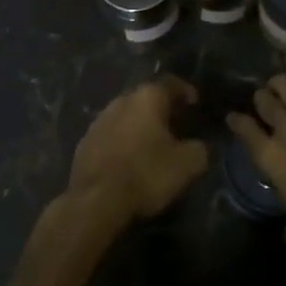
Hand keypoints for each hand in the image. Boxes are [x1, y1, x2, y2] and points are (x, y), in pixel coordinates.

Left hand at [67, 77, 208, 225]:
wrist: (95, 201)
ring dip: (140, 125)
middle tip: (176, 125)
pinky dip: (123, 142)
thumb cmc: (146, 174)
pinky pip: (111, 135)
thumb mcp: (187, 165)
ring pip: (127, 116)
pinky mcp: (85, 142)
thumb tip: (199, 146)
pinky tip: (128, 160)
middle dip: (162, 109)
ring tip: (152, 144)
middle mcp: (122, 100)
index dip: (186, 91)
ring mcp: (99, 120)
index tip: (195, 104)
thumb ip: (200, 149)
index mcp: (148, 97)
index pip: (172, 83)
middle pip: (147, 98)